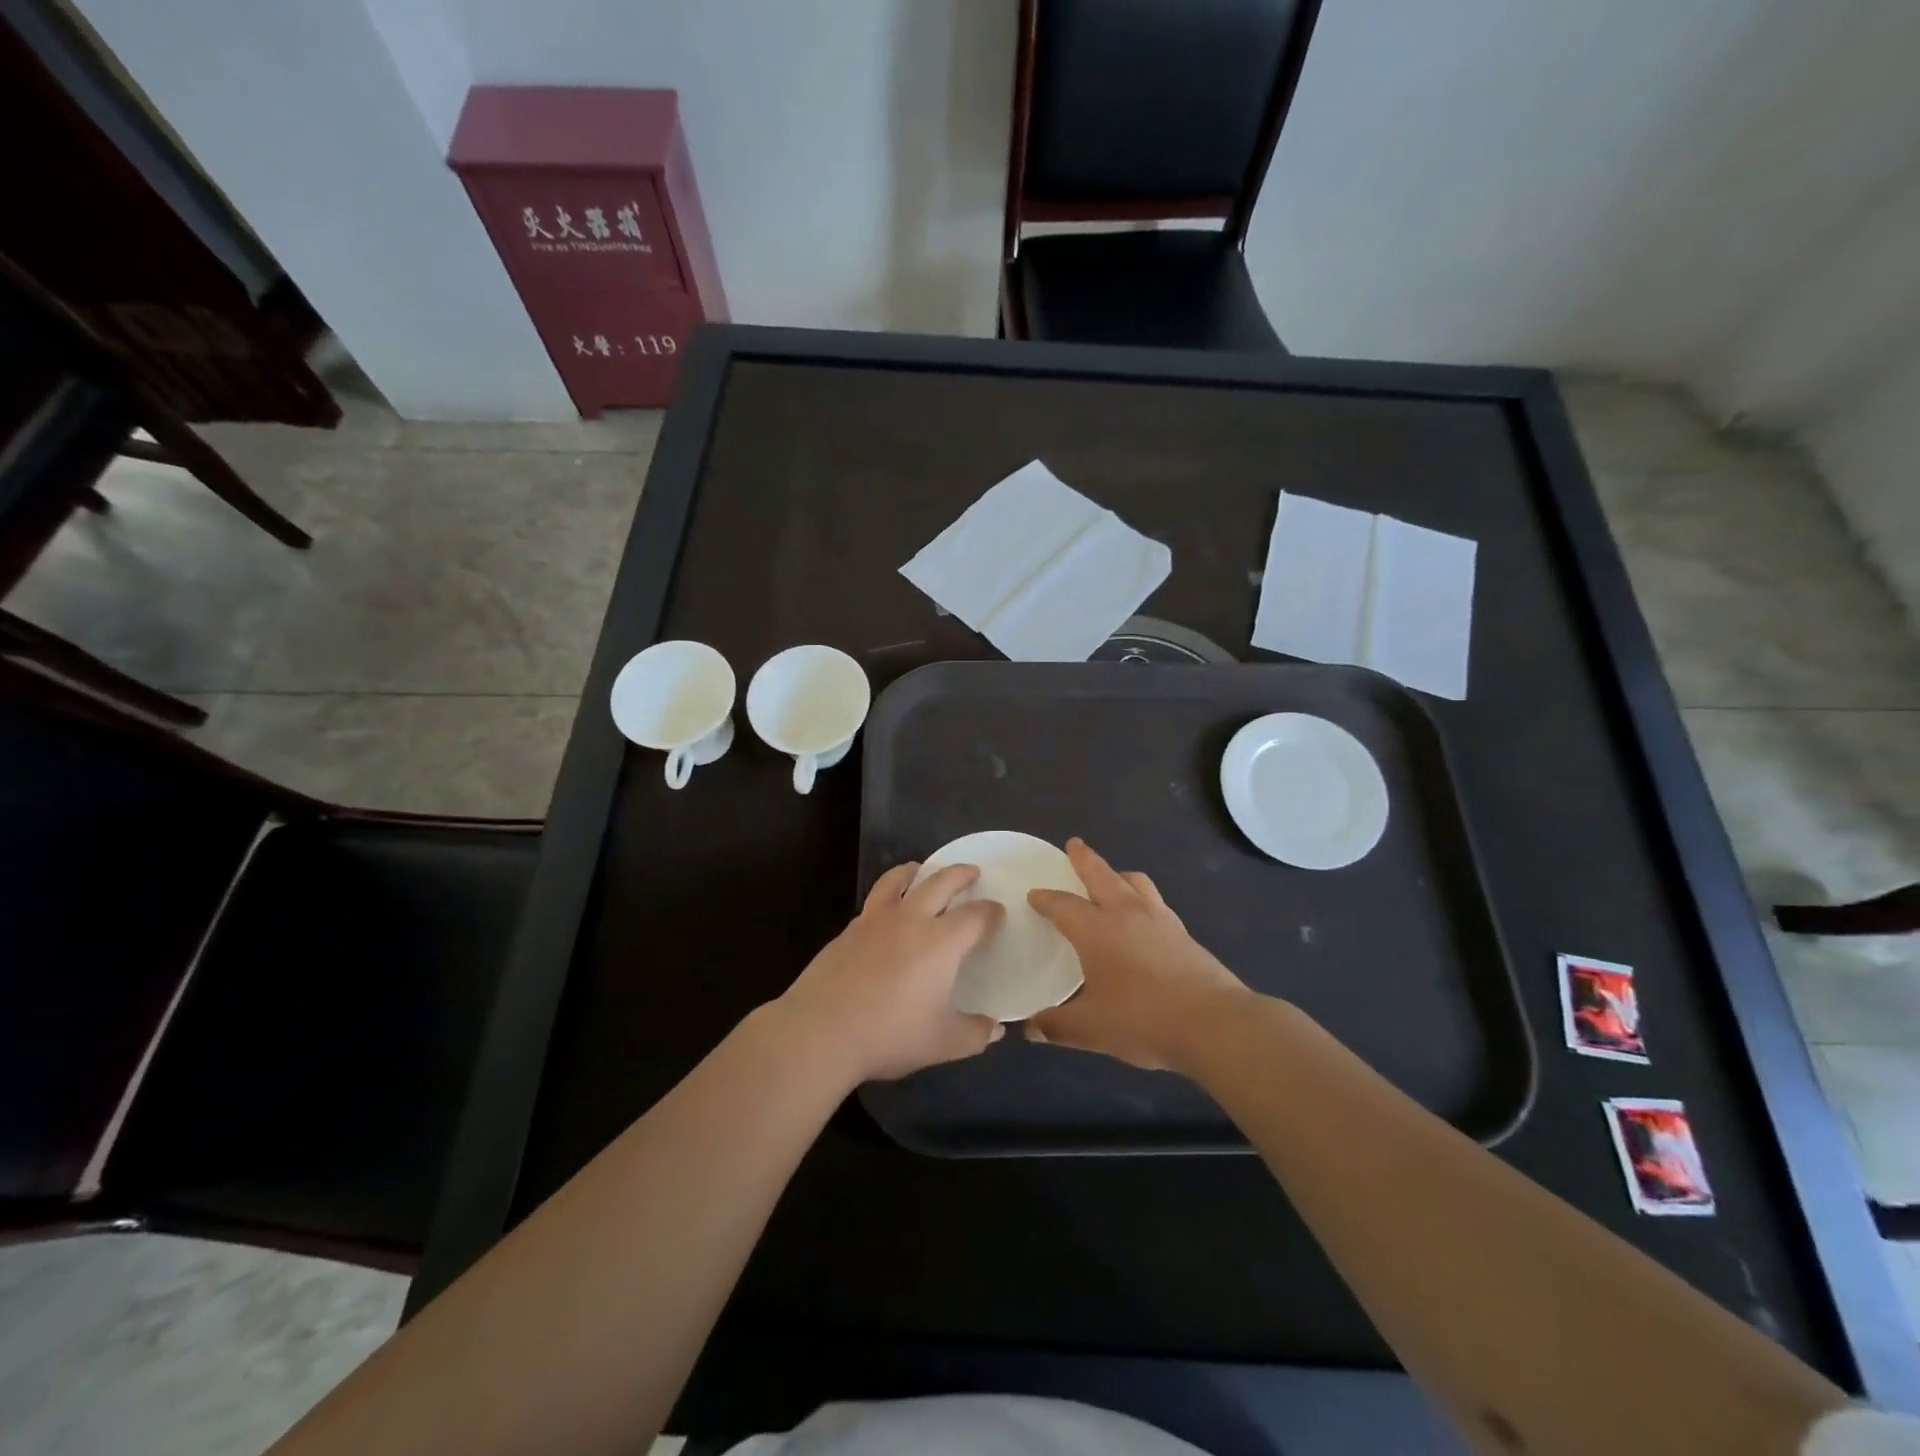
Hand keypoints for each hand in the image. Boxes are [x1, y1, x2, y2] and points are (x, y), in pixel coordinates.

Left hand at [777, 862, 1004, 1083]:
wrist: (820, 1030)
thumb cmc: (888, 1034)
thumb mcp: (942, 1043)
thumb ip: (974, 1034)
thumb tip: (997, 1028)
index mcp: (940, 942)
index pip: (975, 916)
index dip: (990, 911)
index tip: (998, 912)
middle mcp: (910, 919)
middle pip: (939, 882)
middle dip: (960, 873)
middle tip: (971, 871)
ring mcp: (875, 920)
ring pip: (898, 880)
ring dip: (916, 870)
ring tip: (921, 869)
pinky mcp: (848, 930)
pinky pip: (874, 900)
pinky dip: (888, 893)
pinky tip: (888, 910)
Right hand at [1027, 838, 1250, 1071]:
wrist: (1213, 1023)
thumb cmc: (1143, 1020)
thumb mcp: (1091, 1029)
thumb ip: (1057, 1026)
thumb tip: (1030, 1028)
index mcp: (1096, 929)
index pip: (1063, 905)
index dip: (1046, 899)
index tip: (1034, 894)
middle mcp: (1126, 913)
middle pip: (1101, 874)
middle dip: (1084, 859)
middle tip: (1074, 844)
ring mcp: (1159, 919)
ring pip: (1135, 882)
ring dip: (1118, 875)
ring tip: (1112, 878)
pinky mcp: (1183, 933)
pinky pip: (1156, 902)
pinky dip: (1143, 898)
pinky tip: (1144, 917)